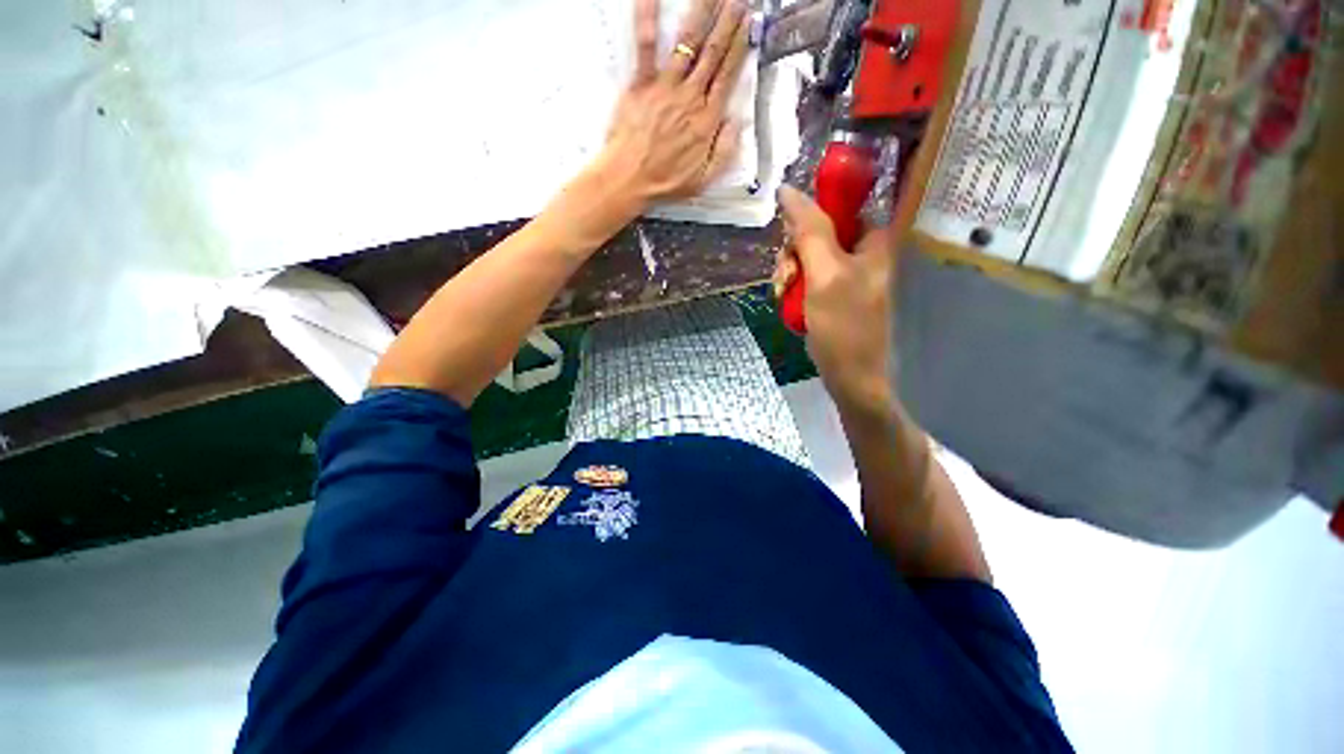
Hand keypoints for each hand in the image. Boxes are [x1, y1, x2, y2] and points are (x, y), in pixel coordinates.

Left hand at [595, 0, 750, 208]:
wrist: (630, 180)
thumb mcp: (704, 179)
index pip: (728, 75)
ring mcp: (666, 87)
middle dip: (728, 20)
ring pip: (688, 41)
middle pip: (713, 52)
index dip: (741, 46)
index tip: (751, 22)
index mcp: (707, 121)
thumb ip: (725, 151)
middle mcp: (690, 97)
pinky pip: (645, 45)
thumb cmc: (666, 183)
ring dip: (702, 11)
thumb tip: (738, 122)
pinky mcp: (641, 84)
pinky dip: (647, 17)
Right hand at [773, 185, 896, 414]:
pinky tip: (788, 303)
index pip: (837, 207)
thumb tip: (788, 190)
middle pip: (818, 233)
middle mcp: (864, 252)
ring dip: (790, 273)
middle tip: (786, 278)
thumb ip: (808, 231)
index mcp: (874, 240)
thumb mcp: (824, 274)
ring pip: (808, 257)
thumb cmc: (843, 327)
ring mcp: (849, 275)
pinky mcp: (835, 294)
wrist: (852, 378)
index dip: (807, 220)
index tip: (790, 243)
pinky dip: (794, 288)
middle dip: (794, 254)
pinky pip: (808, 278)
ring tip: (784, 295)